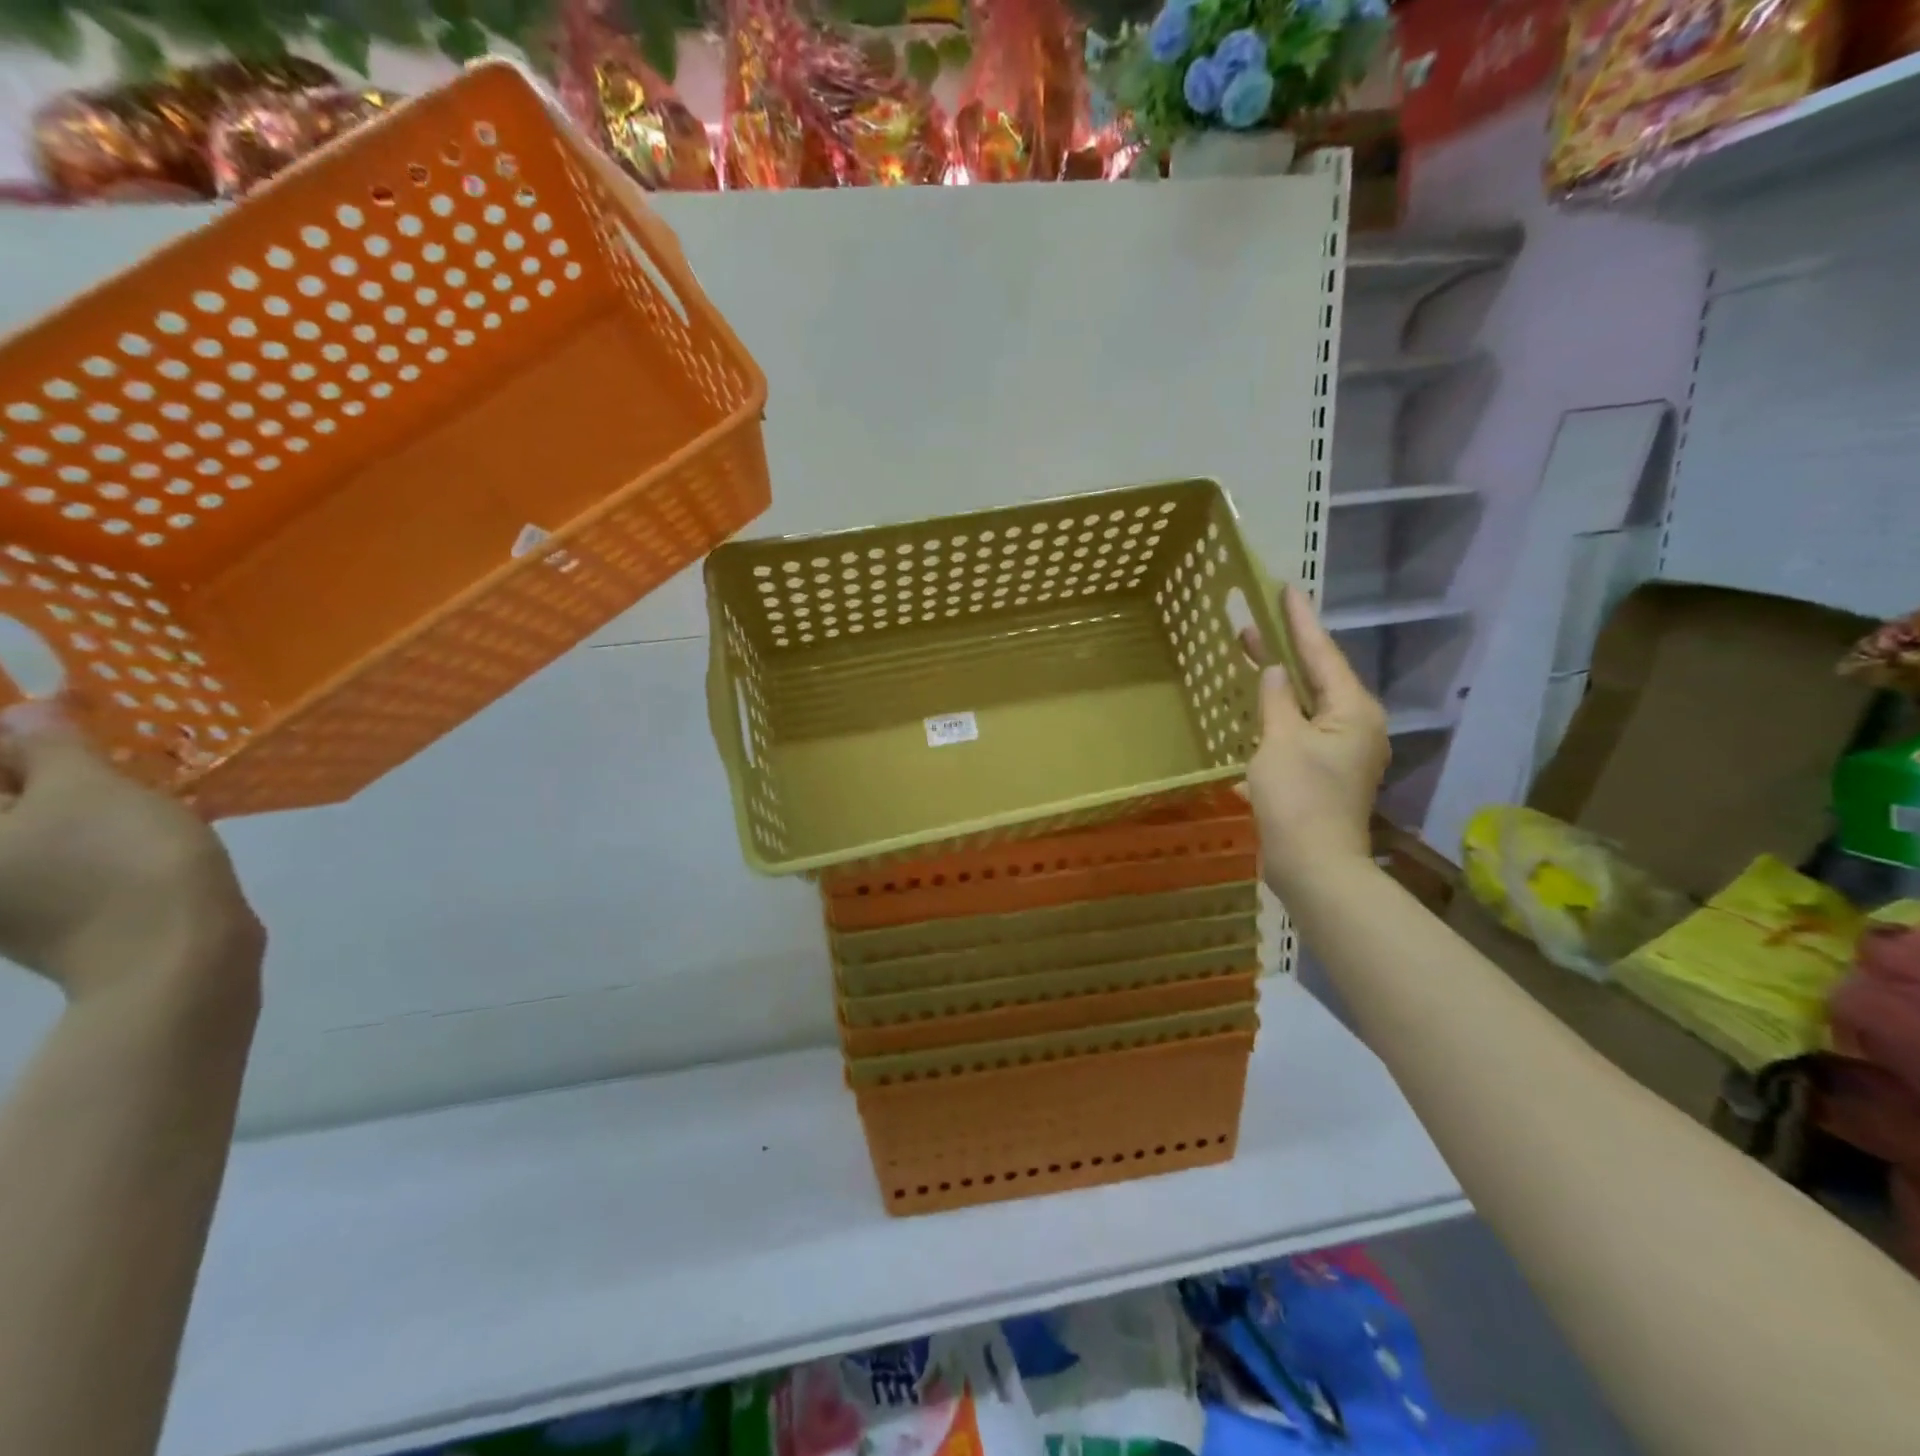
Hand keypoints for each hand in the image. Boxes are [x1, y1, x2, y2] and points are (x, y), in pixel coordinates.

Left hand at [0, 701, 262, 1005]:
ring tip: (134, 779)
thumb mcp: (92, 788)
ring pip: (32, 826)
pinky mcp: (51, 915)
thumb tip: (31, 713)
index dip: (18, 733)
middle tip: (100, 742)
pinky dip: (95, 830)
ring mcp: (4, 899)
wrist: (177, 954)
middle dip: (43, 765)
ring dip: (75, 795)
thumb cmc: (124, 863)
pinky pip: (61, 854)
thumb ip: (52, 744)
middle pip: (2, 798)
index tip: (69, 711)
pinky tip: (145, 821)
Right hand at [1241, 585, 1389, 897]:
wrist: (1313, 865)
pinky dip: (1277, 718)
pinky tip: (1256, 712)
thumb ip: (1277, 700)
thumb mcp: (1281, 741)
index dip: (1300, 621)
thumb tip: (1275, 671)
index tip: (1286, 589)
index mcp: (1353, 711)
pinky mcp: (1324, 774)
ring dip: (1279, 685)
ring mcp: (1342, 752)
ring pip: (1306, 706)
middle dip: (1285, 651)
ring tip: (1250, 658)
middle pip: (1317, 678)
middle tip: (1252, 622)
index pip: (1323, 654)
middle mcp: (1356, 726)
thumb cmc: (1298, 797)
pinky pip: (1299, 732)